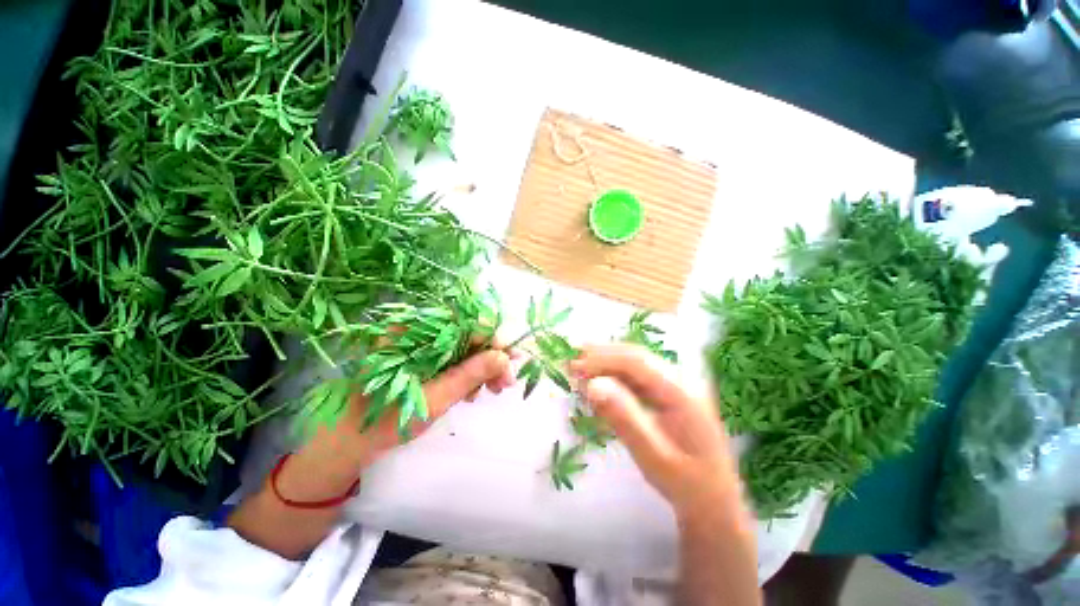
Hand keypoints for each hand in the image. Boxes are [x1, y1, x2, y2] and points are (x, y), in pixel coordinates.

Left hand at [349, 345, 515, 463]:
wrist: (349, 440)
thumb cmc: (385, 420)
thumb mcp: (433, 398)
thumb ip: (469, 374)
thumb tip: (505, 357)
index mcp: (415, 331)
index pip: (466, 322)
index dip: (493, 339)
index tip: (512, 361)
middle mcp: (421, 330)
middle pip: (470, 334)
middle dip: (492, 357)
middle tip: (507, 383)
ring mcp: (423, 344)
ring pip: (466, 347)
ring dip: (484, 367)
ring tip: (492, 391)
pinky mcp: (425, 358)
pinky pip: (457, 358)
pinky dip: (470, 373)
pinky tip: (472, 391)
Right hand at [570, 344, 742, 525]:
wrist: (714, 500)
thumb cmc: (686, 483)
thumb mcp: (653, 457)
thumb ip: (624, 419)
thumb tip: (592, 385)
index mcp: (682, 391)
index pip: (636, 362)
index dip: (603, 359)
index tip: (575, 367)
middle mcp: (680, 379)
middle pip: (635, 356)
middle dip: (601, 356)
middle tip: (570, 363)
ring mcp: (675, 384)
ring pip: (634, 362)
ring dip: (605, 363)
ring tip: (579, 368)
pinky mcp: (668, 392)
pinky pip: (636, 376)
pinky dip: (614, 375)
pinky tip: (598, 380)